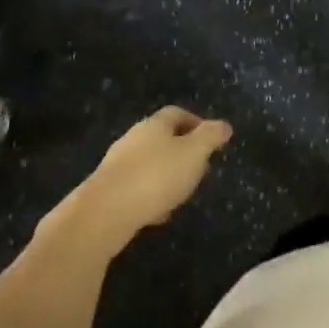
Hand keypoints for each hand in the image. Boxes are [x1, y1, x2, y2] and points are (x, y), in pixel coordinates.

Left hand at [60, 107, 232, 245]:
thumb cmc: (156, 176)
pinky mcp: (107, 190)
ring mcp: (117, 164)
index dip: (197, 123)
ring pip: (148, 163)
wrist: (104, 213)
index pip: (177, 113)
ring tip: (182, 192)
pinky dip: (150, 194)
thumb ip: (211, 137)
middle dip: (182, 150)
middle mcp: (133, 139)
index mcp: (154, 125)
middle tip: (200, 167)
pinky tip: (158, 213)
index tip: (212, 140)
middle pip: (161, 138)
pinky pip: (135, 186)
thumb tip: (224, 125)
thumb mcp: (194, 153)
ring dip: (166, 174)